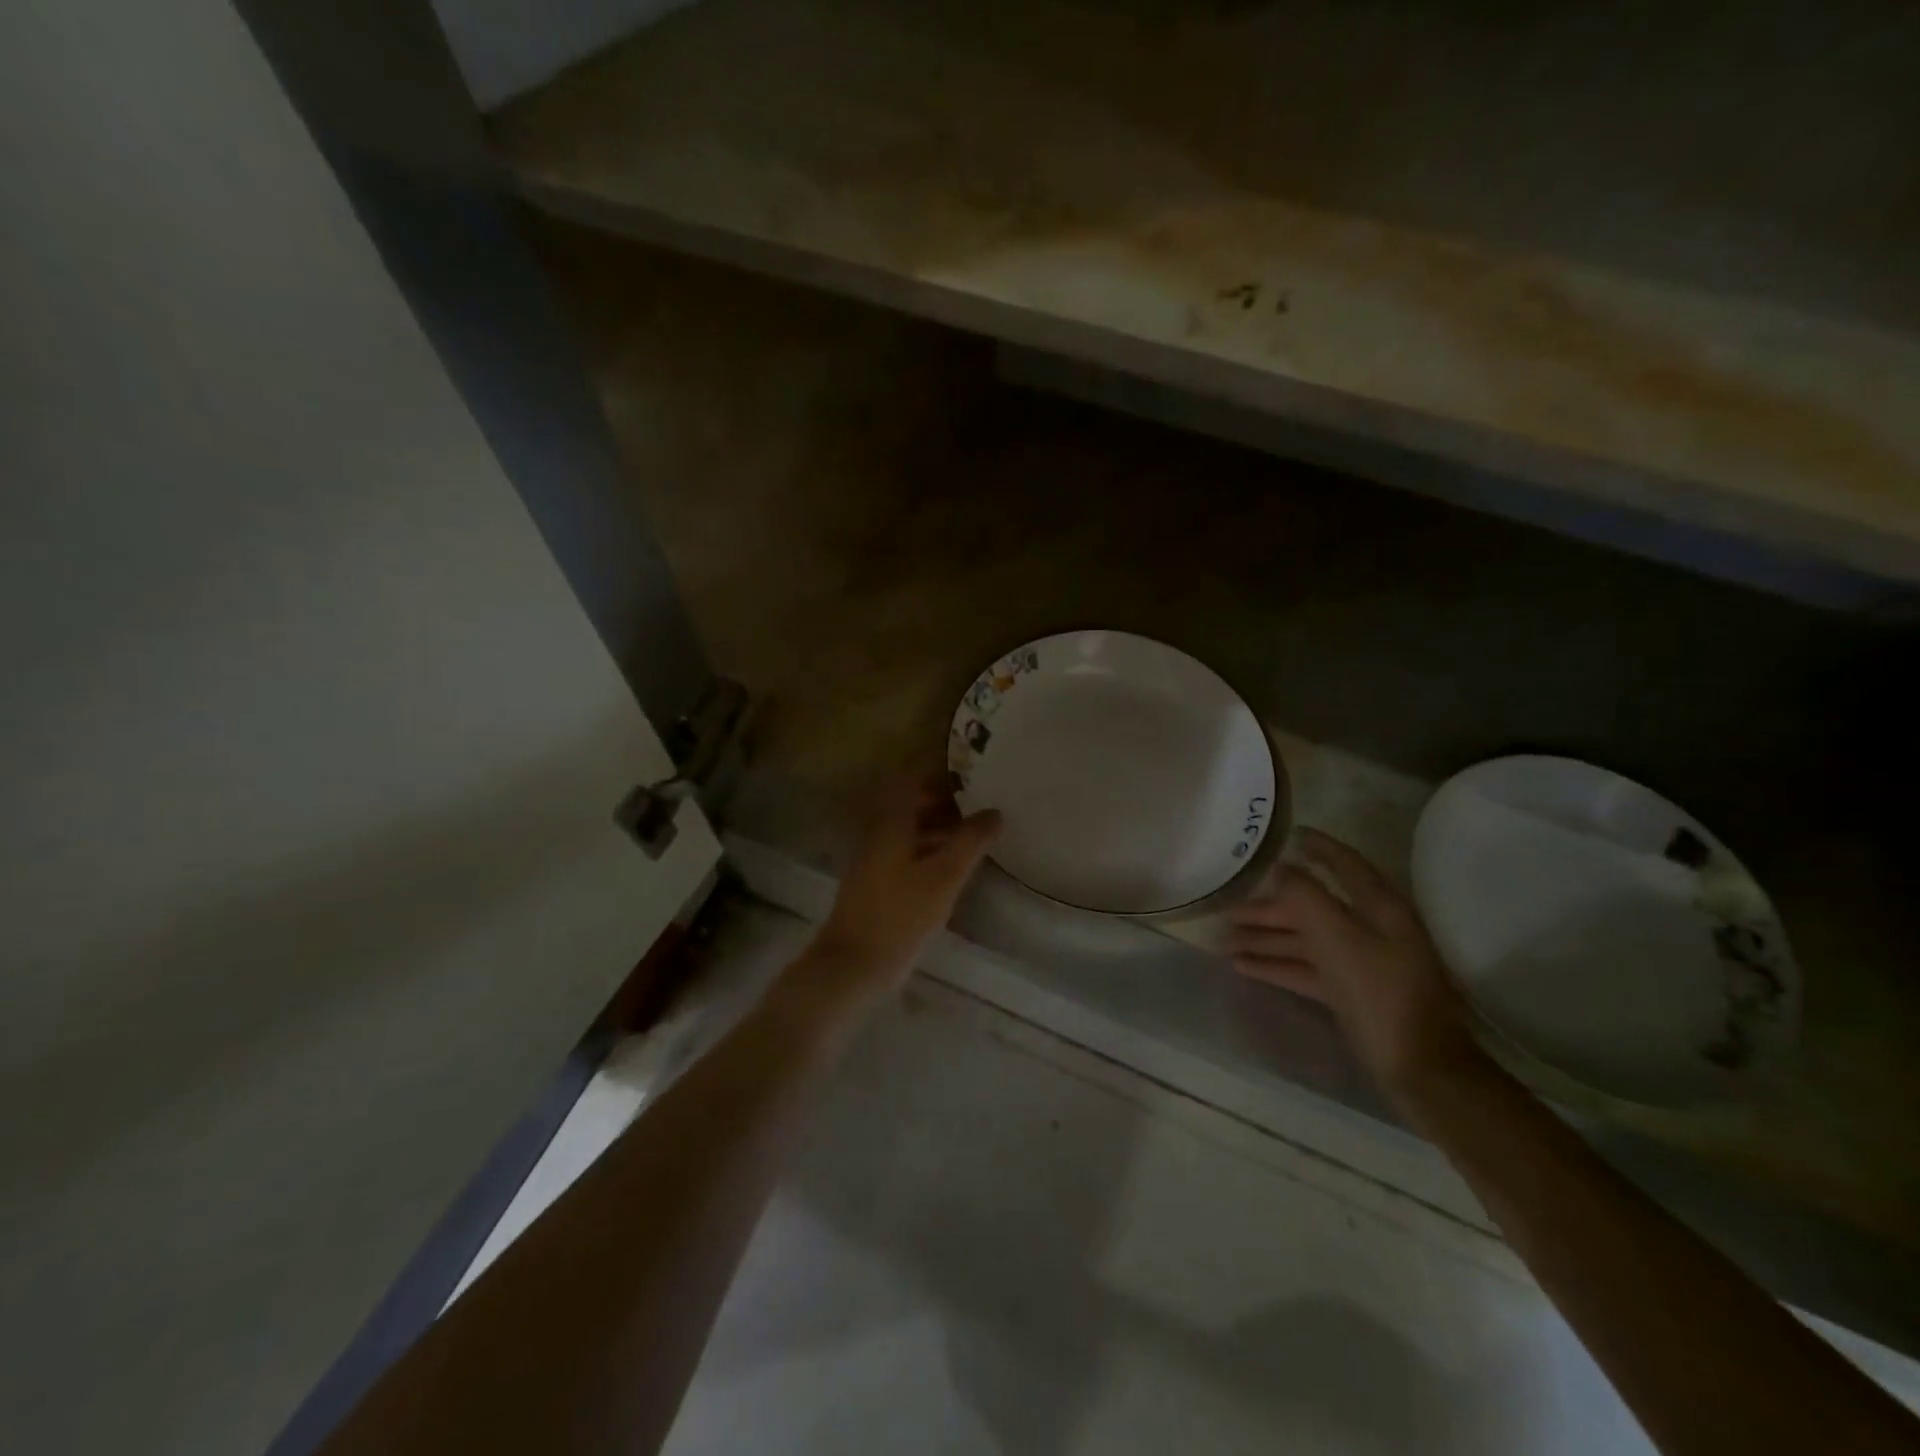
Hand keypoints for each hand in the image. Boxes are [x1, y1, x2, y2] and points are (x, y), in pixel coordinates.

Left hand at [802, 769, 1001, 1010]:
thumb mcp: (943, 877)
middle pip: (911, 805)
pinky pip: (906, 854)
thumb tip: (994, 811)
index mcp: (892, 824)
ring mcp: (875, 861)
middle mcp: (879, 835)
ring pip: (910, 831)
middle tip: (980, 805)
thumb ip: (970, 842)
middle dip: (944, 802)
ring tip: (974, 837)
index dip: (939, 773)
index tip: (970, 773)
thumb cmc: (900, 915)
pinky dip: (930, 851)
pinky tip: (952, 869)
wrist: (853, 965)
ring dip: (939, 828)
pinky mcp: (876, 885)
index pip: (912, 780)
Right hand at [1228, 829, 1481, 1108]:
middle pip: (1314, 907)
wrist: (1420, 1067)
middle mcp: (1371, 929)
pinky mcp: (1352, 992)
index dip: (1317, 848)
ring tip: (1225, 940)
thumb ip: (1305, 897)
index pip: (1344, 865)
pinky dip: (1277, 965)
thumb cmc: (1379, 991)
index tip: (1288, 835)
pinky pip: (1307, 969)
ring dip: (1266, 938)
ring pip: (1306, 939)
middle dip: (1270, 907)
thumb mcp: (1337, 937)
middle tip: (1229, 909)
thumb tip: (1281, 867)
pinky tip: (1243, 967)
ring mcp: (1362, 962)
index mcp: (1378, 907)